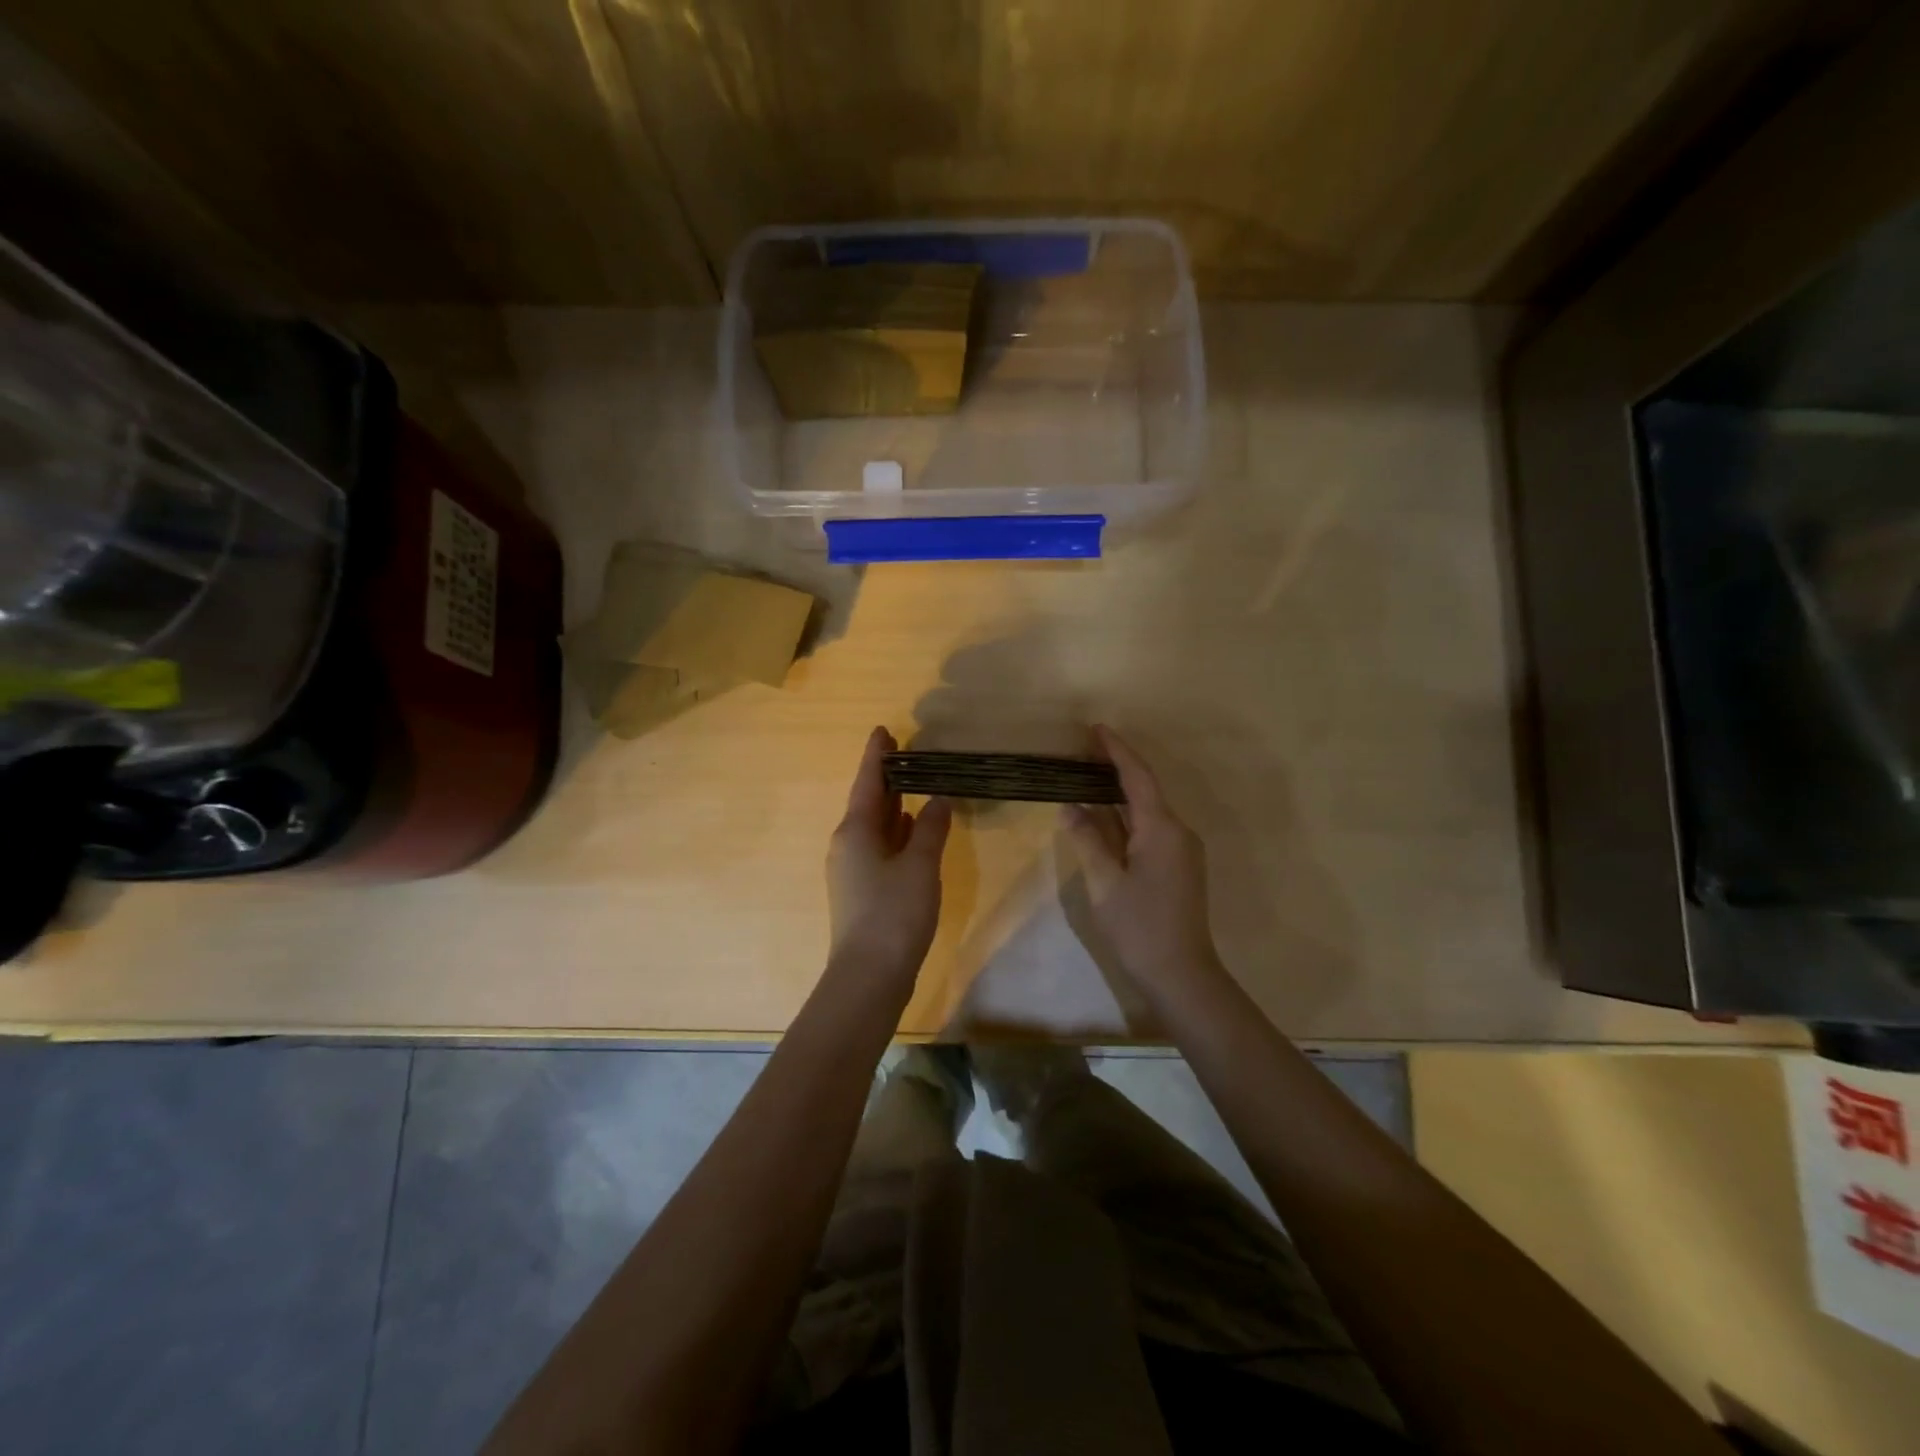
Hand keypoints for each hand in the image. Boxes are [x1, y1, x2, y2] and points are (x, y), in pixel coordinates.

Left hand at [826, 727, 952, 980]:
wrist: (869, 975)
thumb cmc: (894, 913)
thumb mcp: (920, 866)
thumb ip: (931, 828)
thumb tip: (939, 800)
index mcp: (855, 831)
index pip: (867, 782)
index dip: (876, 756)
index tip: (883, 730)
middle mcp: (848, 845)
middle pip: (868, 803)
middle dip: (886, 779)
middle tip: (905, 753)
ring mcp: (853, 870)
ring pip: (874, 828)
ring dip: (892, 807)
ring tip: (914, 786)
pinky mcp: (862, 891)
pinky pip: (879, 849)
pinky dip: (895, 834)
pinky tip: (912, 831)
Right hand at [1063, 725, 1226, 998]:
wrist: (1182, 975)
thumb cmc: (1139, 927)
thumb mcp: (1104, 883)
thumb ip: (1087, 840)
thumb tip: (1071, 807)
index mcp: (1162, 829)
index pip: (1137, 777)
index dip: (1116, 750)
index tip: (1096, 728)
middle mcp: (1178, 832)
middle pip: (1145, 789)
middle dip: (1115, 768)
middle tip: (1083, 750)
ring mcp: (1181, 850)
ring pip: (1147, 811)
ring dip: (1119, 794)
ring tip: (1087, 777)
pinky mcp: (1178, 867)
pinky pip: (1149, 829)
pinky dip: (1125, 817)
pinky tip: (1104, 817)